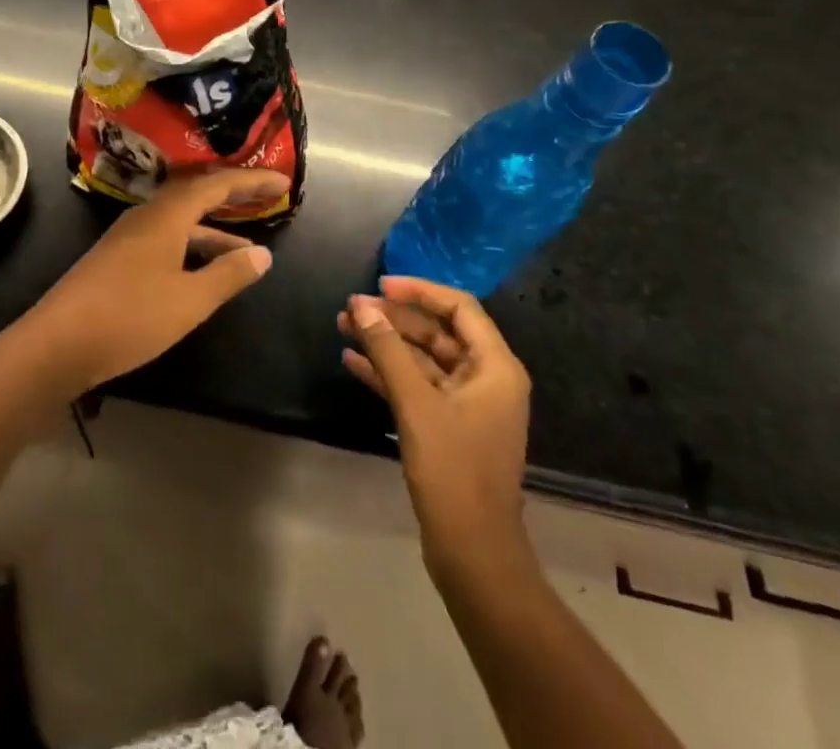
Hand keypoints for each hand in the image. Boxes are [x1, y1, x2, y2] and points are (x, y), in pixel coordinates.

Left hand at [15, 169, 288, 395]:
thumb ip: (228, 275)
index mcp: (166, 215)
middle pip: (196, 195)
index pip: (216, 185)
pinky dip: (192, 247)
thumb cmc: (129, 317)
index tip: (283, 182)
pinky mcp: (117, 259)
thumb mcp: (189, 300)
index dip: (251, 182)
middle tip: (266, 198)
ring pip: (180, 221)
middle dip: (233, 196)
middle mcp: (146, 216)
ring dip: (214, 230)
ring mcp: (128, 237)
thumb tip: (263, 254)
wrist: (56, 344)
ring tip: (247, 250)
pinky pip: (166, 238)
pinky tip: (202, 271)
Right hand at [339, 277, 531, 573]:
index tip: (380, 285)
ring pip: (422, 359)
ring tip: (344, 327)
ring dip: (385, 344)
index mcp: (495, 367)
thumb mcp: (416, 404)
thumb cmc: (453, 471)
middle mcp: (486, 379)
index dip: (419, 291)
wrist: (472, 554)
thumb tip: (360, 305)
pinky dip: (388, 373)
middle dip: (393, 319)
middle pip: (437, 331)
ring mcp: (467, 404)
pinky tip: (352, 362)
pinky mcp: (448, 426)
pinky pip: (417, 386)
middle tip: (352, 308)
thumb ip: (387, 350)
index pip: (458, 307)